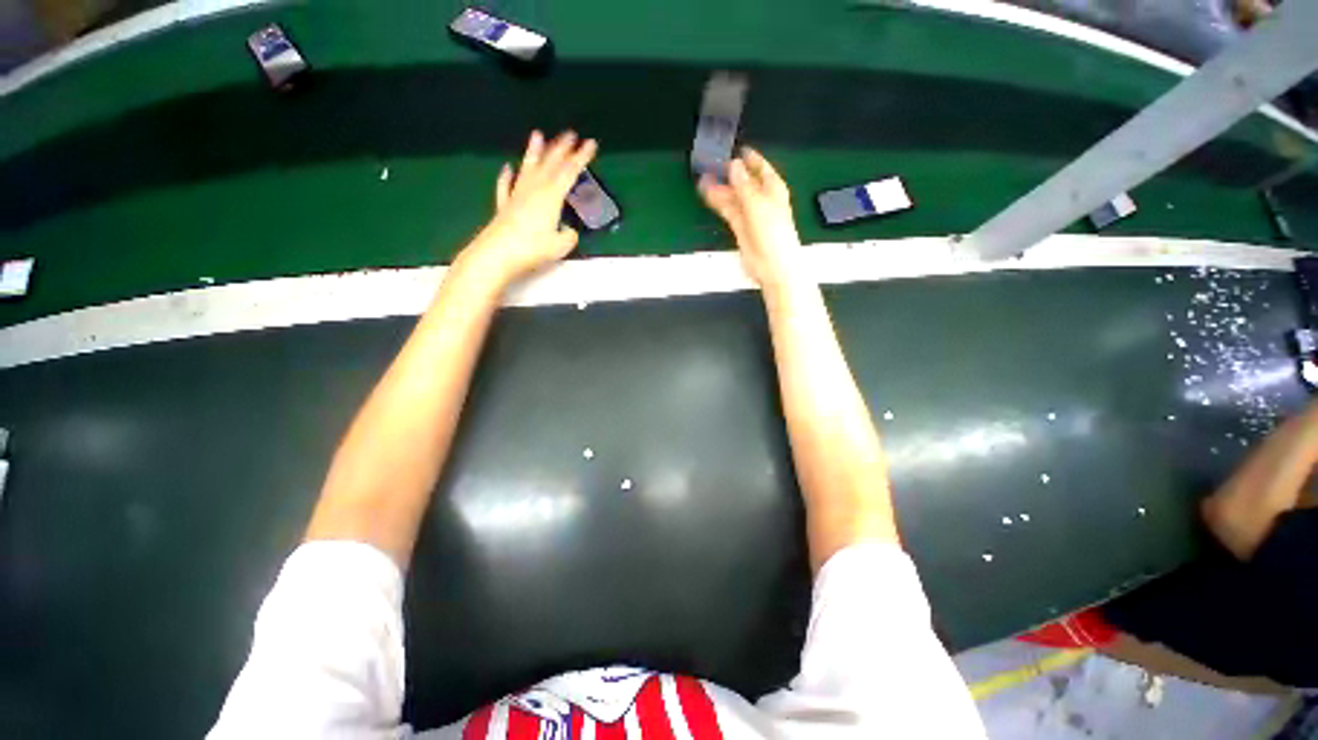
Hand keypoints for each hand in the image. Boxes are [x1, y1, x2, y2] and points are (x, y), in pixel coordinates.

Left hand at [463, 130, 597, 283]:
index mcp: (550, 197)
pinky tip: (507, 168)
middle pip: (549, 165)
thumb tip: (569, 231)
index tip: (591, 144)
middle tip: (570, 134)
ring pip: (528, 169)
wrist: (497, 254)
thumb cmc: (532, 249)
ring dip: (534, 152)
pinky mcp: (504, 207)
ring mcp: (516, 196)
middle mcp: (534, 190)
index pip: (569, 173)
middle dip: (561, 148)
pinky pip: (506, 186)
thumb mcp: (560, 246)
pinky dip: (507, 176)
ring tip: (537, 135)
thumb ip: (569, 236)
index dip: (581, 158)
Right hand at [698, 147, 804, 291]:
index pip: (760, 167)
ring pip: (733, 196)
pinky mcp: (740, 227)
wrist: (772, 265)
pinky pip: (727, 210)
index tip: (734, 149)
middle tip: (711, 163)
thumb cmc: (773, 233)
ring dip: (719, 187)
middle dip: (728, 173)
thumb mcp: (758, 204)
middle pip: (743, 181)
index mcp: (773, 189)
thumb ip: (744, 184)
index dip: (747, 157)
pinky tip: (707, 193)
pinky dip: (718, 202)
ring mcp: (750, 214)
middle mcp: (761, 199)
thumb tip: (734, 165)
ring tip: (703, 177)